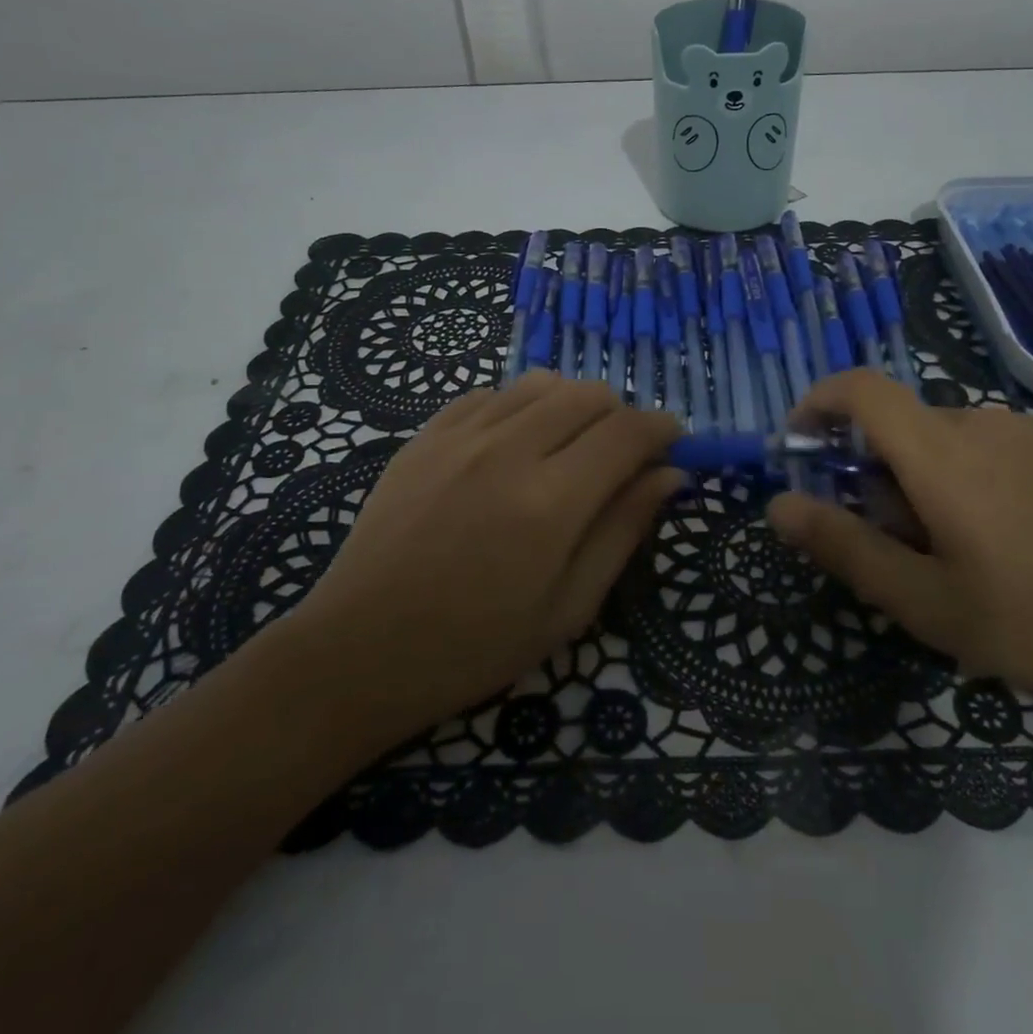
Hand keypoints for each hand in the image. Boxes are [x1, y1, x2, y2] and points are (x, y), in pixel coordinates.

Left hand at [288, 373, 682, 745]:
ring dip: (570, 406)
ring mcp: (461, 436)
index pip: (627, 433)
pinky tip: (512, 445)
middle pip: (588, 395)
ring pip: (541, 383)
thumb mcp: (567, 608)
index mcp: (551, 502)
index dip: (661, 430)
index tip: (673, 442)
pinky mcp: (425, 434)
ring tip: (566, 448)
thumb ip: (622, 531)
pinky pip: (490, 393)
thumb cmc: (474, 646)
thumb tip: (670, 475)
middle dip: (619, 417)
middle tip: (618, 457)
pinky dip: (519, 407)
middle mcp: (509, 451)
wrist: (359, 650)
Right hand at [766, 370, 1032, 725]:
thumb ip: (845, 547)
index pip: (859, 389)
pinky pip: (993, 451)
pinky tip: (1016, 547)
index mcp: (940, 452)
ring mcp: (1032, 432)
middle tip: (902, 551)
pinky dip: (971, 482)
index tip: (802, 445)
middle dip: (878, 478)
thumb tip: (778, 505)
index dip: (818, 402)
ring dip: (927, 485)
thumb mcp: (927, 602)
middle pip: (901, 429)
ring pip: (946, 443)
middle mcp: (981, 422)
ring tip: (963, 559)